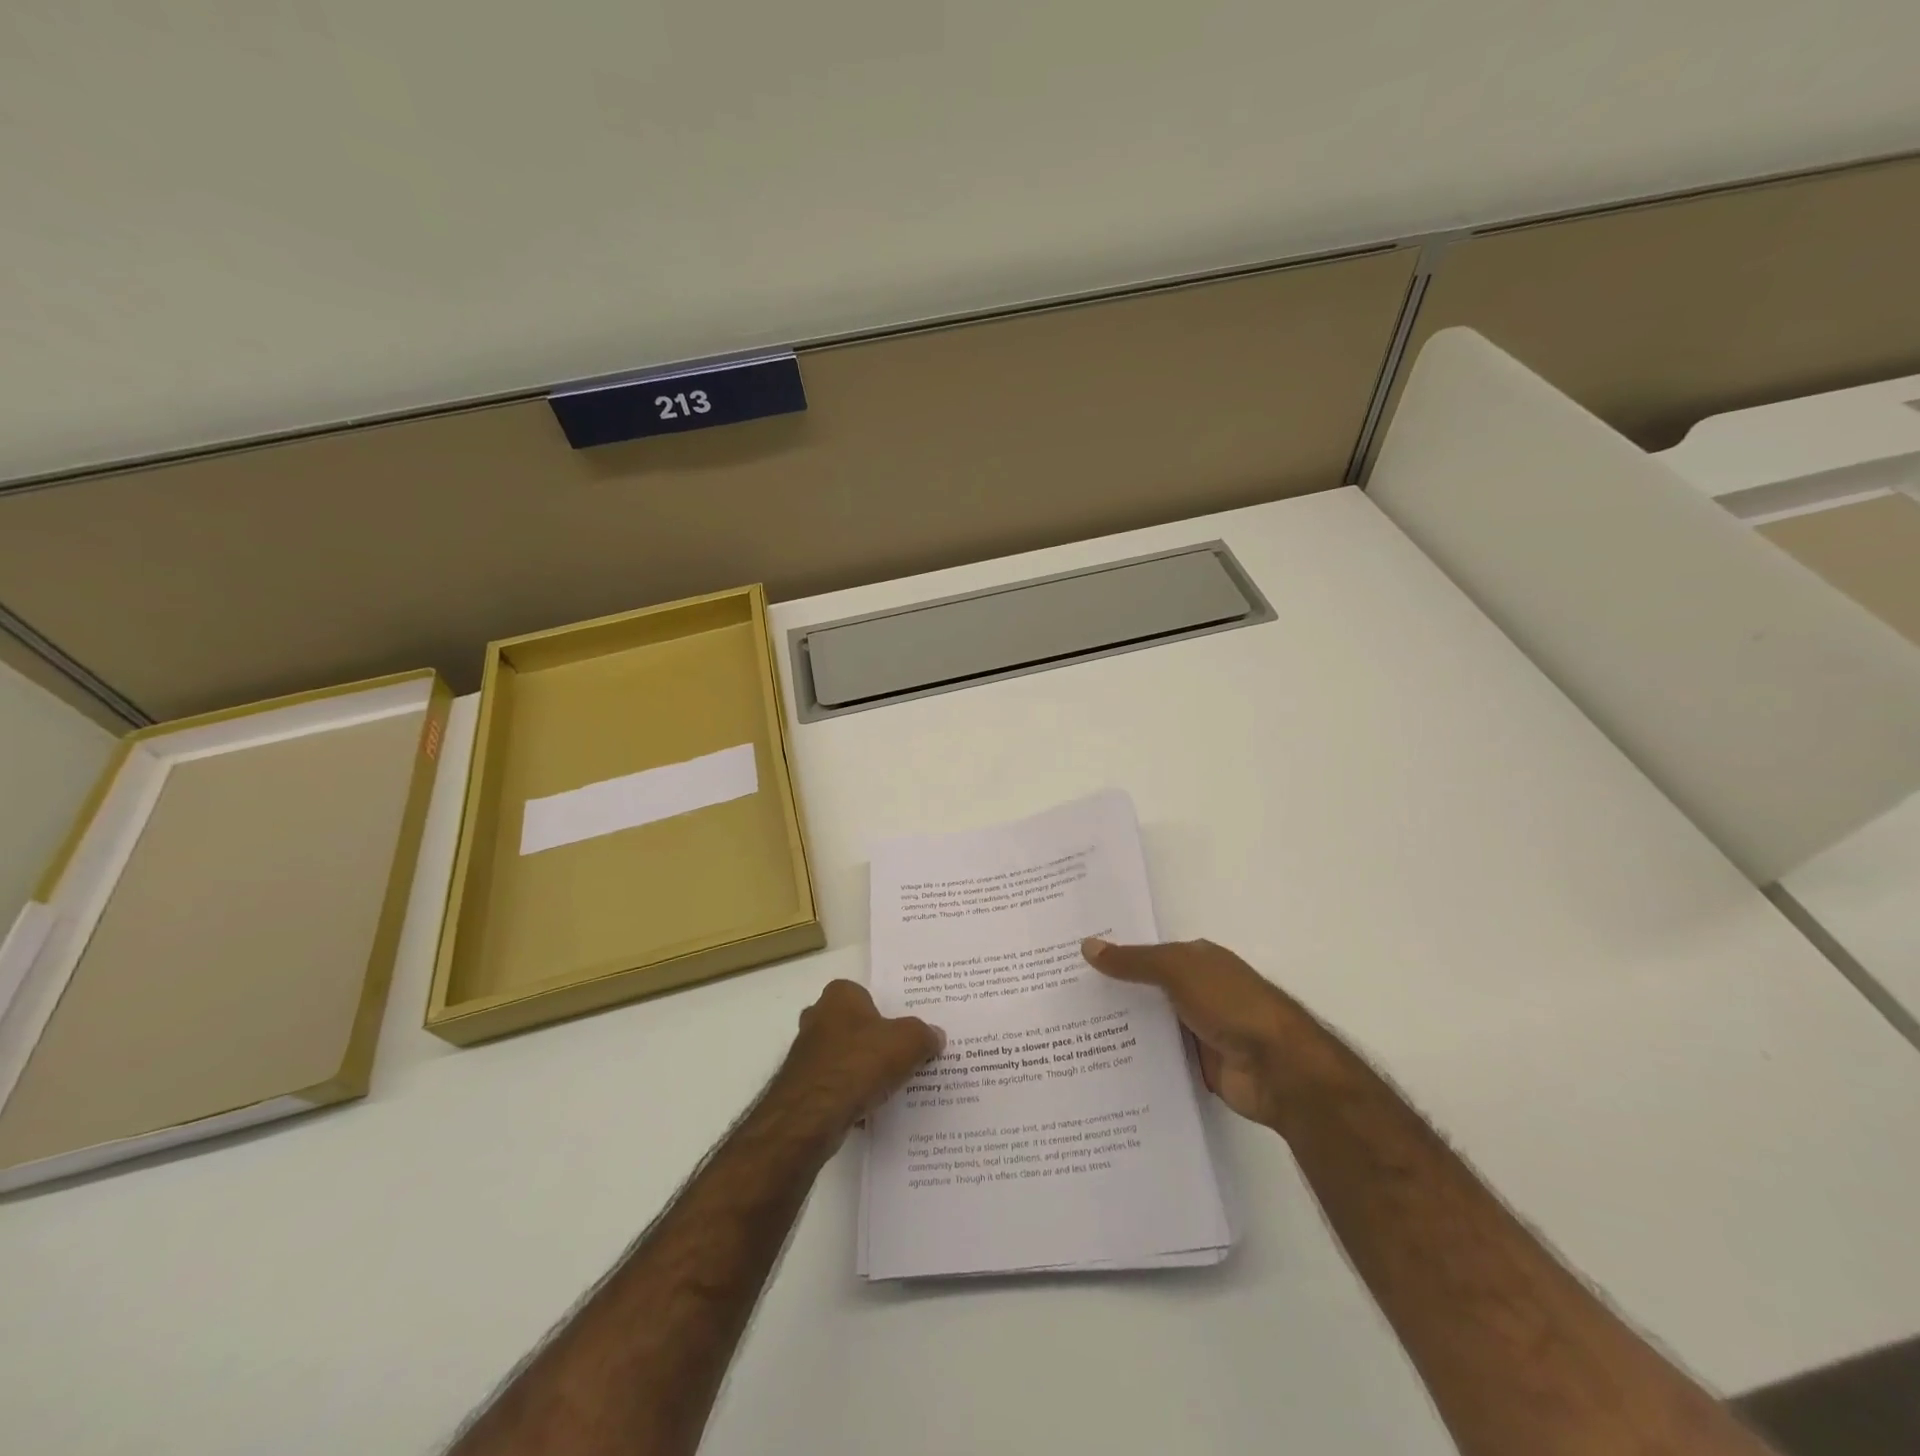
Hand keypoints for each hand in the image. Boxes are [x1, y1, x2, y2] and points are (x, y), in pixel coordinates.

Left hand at [771, 980, 943, 1145]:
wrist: (812, 1114)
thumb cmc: (860, 1062)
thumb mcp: (909, 1042)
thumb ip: (924, 1035)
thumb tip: (935, 1036)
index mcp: (840, 996)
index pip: (865, 995)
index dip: (885, 1011)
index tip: (904, 1030)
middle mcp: (817, 1017)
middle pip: (853, 1025)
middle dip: (872, 1040)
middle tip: (900, 1056)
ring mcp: (805, 1053)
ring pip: (843, 1057)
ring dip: (861, 1070)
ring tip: (890, 1086)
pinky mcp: (801, 1086)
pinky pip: (834, 1086)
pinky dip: (849, 1095)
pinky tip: (869, 1110)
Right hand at [1081, 937, 1348, 1130]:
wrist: (1279, 1068)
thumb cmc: (1231, 1004)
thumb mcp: (1178, 971)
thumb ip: (1133, 961)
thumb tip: (1087, 946)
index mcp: (1196, 960)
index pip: (1146, 953)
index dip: (1113, 954)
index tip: (1072, 960)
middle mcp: (1196, 991)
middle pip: (1145, 989)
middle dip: (1110, 993)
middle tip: (1060, 998)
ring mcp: (1197, 1030)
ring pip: (1149, 1025)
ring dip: (1120, 1029)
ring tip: (1067, 1032)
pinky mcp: (1197, 1065)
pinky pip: (1158, 1058)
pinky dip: (1136, 1060)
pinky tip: (1099, 1063)